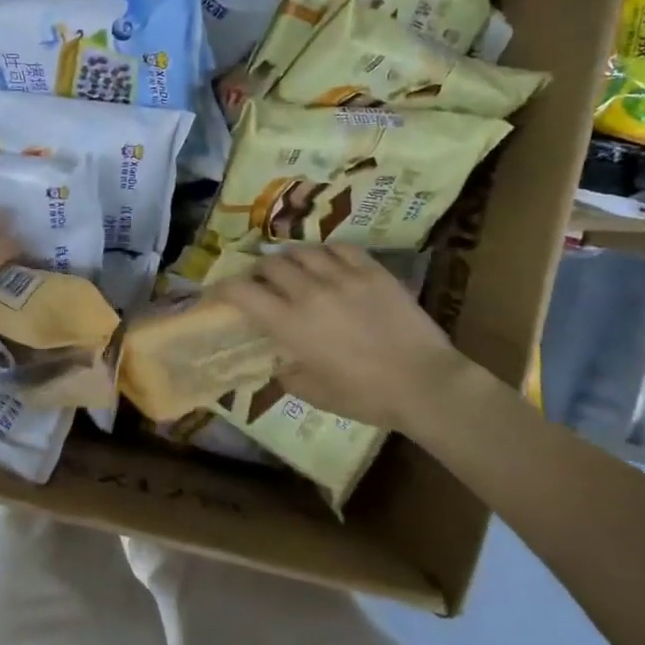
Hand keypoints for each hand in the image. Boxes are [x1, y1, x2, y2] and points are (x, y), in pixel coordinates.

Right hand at [217, 246, 460, 429]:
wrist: (424, 383)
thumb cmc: (366, 396)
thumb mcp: (315, 394)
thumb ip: (288, 375)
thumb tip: (278, 363)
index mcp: (289, 324)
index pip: (242, 292)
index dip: (224, 288)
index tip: (220, 292)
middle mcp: (309, 292)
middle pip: (270, 264)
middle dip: (259, 272)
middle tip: (263, 282)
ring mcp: (342, 277)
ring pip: (303, 251)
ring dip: (291, 258)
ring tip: (295, 267)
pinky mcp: (372, 271)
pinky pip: (340, 248)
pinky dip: (327, 252)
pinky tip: (328, 261)